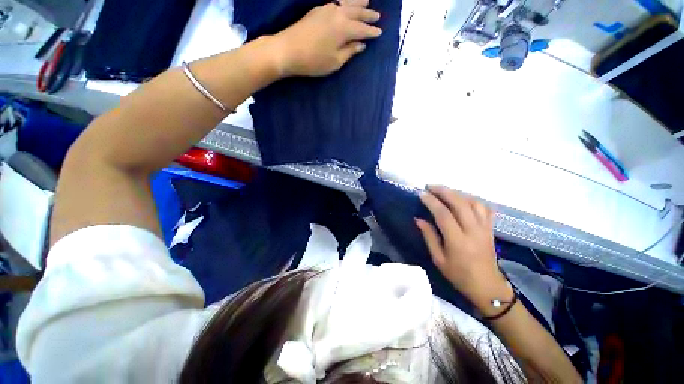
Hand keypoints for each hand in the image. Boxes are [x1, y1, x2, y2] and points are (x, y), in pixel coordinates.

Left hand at [270, 1, 381, 76]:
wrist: (287, 50)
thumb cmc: (314, 60)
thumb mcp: (335, 62)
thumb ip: (350, 52)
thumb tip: (361, 45)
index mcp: (344, 28)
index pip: (363, 29)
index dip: (372, 32)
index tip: (380, 33)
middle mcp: (338, 14)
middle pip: (357, 12)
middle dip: (368, 15)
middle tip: (378, 16)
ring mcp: (327, 9)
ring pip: (347, 3)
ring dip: (358, 3)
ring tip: (367, 2)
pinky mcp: (317, 10)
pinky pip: (336, 2)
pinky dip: (345, 2)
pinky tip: (346, 4)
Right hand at [416, 186, 510, 309]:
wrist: (486, 286)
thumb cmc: (458, 274)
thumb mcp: (438, 259)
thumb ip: (429, 236)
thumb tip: (418, 219)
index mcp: (457, 241)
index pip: (443, 214)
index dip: (431, 202)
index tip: (421, 194)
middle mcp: (472, 231)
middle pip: (459, 203)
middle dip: (443, 191)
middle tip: (430, 187)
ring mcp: (484, 228)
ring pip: (472, 202)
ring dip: (457, 193)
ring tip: (444, 191)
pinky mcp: (490, 228)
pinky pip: (484, 208)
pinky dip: (472, 199)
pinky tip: (462, 199)